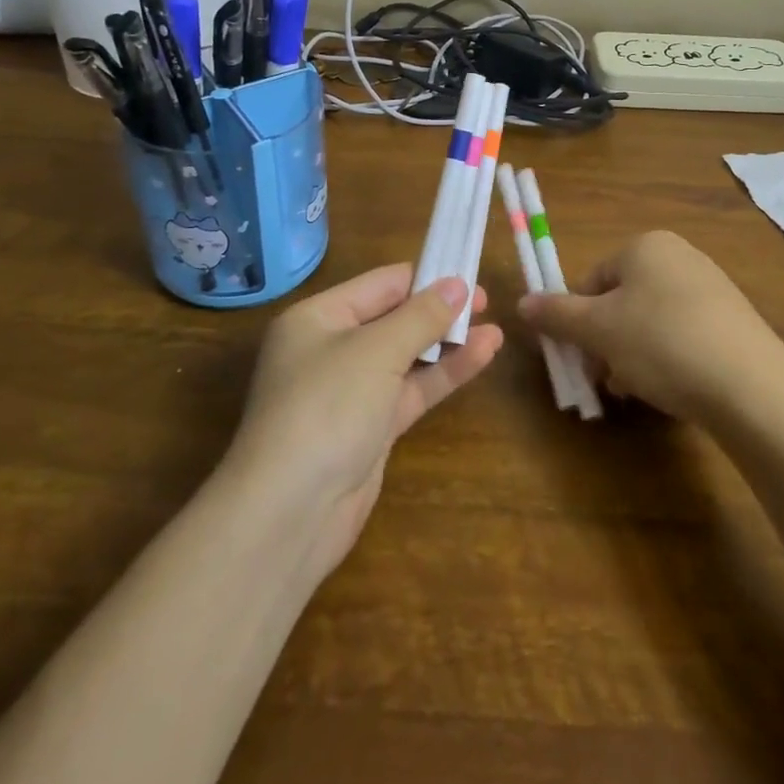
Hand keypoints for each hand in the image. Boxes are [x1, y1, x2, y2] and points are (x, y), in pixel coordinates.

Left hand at [227, 265, 502, 577]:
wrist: (289, 513)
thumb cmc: (327, 407)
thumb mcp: (376, 350)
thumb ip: (421, 316)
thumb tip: (457, 284)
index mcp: (317, 318)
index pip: (379, 284)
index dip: (424, 277)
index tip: (467, 271)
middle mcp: (330, 348)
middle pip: (393, 318)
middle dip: (438, 310)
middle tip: (485, 301)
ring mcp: (350, 391)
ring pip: (406, 356)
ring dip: (447, 343)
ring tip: (494, 327)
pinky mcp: (369, 428)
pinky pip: (410, 390)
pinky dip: (443, 374)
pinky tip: (481, 356)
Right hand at [519, 231, 783, 422]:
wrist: (751, 385)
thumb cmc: (661, 342)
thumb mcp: (597, 330)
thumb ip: (556, 314)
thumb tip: (521, 303)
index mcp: (645, 246)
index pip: (592, 280)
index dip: (578, 321)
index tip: (581, 358)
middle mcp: (679, 256)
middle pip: (620, 301)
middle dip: (606, 342)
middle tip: (606, 379)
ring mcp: (710, 287)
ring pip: (649, 321)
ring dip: (632, 355)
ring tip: (637, 389)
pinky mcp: (733, 320)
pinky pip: (683, 334)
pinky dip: (668, 359)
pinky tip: (670, 389)